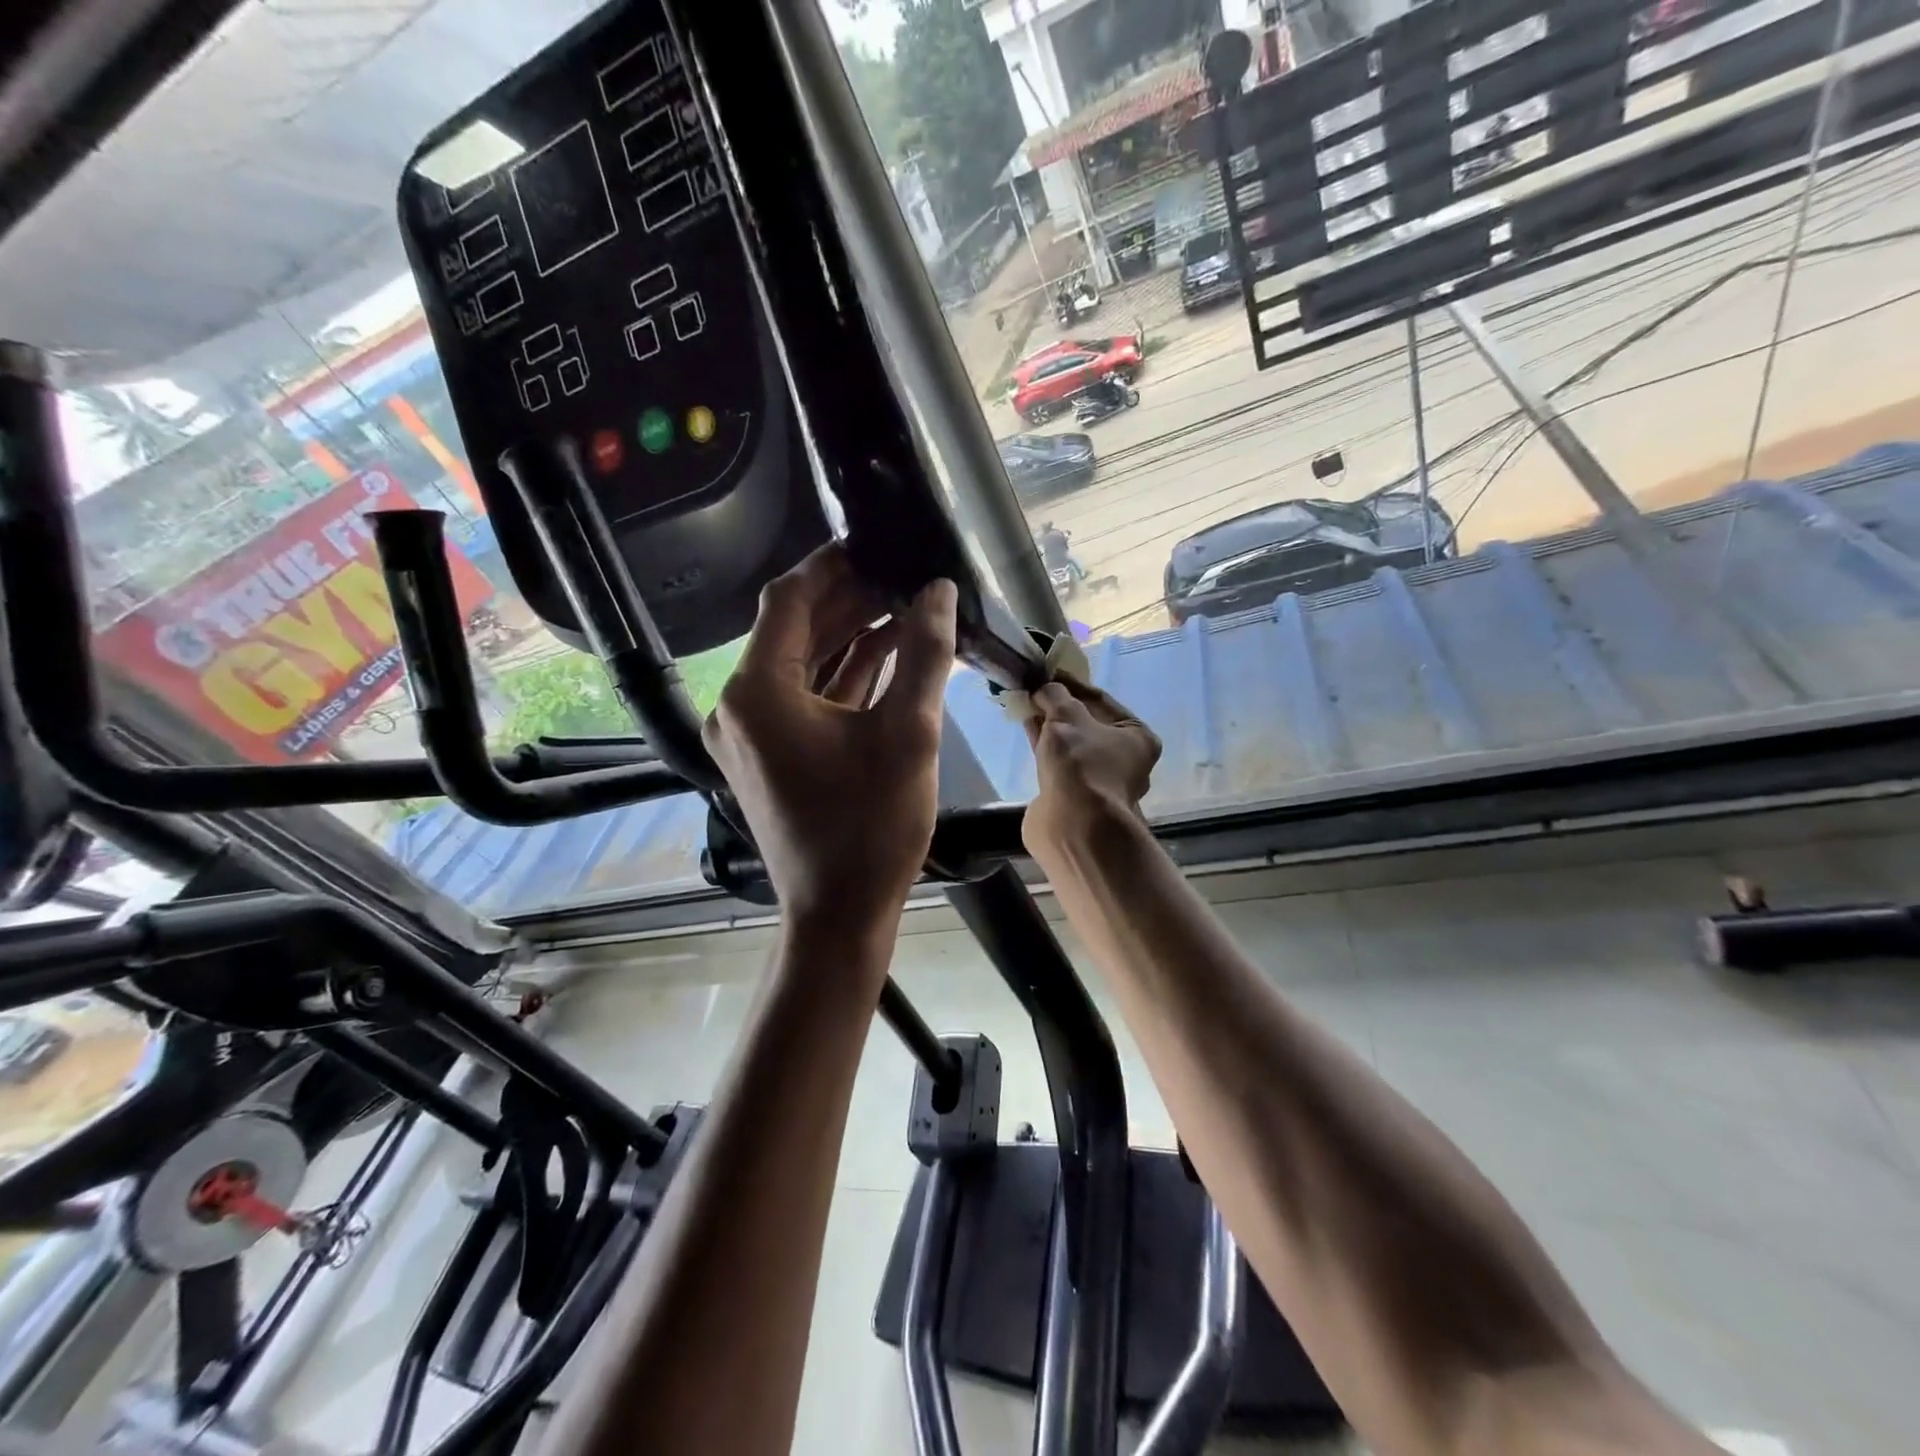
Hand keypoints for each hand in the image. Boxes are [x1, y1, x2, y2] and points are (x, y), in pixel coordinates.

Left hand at [704, 546, 957, 932]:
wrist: (840, 914)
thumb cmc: (872, 825)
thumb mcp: (909, 732)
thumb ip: (925, 653)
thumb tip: (940, 591)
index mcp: (759, 691)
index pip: (788, 600)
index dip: (831, 565)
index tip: (873, 543)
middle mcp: (741, 706)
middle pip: (793, 631)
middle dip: (847, 601)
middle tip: (900, 575)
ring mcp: (752, 735)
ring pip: (801, 667)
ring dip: (848, 638)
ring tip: (903, 608)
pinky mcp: (769, 758)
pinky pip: (804, 701)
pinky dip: (842, 679)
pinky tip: (887, 657)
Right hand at [1022, 677, 1161, 861]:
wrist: (1073, 825)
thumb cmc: (1081, 764)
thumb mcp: (1067, 717)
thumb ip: (1055, 695)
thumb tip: (1045, 688)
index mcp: (1138, 737)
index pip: (1102, 700)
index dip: (1073, 684)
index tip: (1049, 672)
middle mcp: (1124, 760)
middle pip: (1088, 723)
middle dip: (1060, 707)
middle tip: (1036, 689)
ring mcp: (1099, 782)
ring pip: (1072, 744)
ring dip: (1050, 726)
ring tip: (1026, 705)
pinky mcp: (1075, 797)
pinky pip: (1059, 762)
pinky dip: (1044, 746)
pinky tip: (1027, 729)